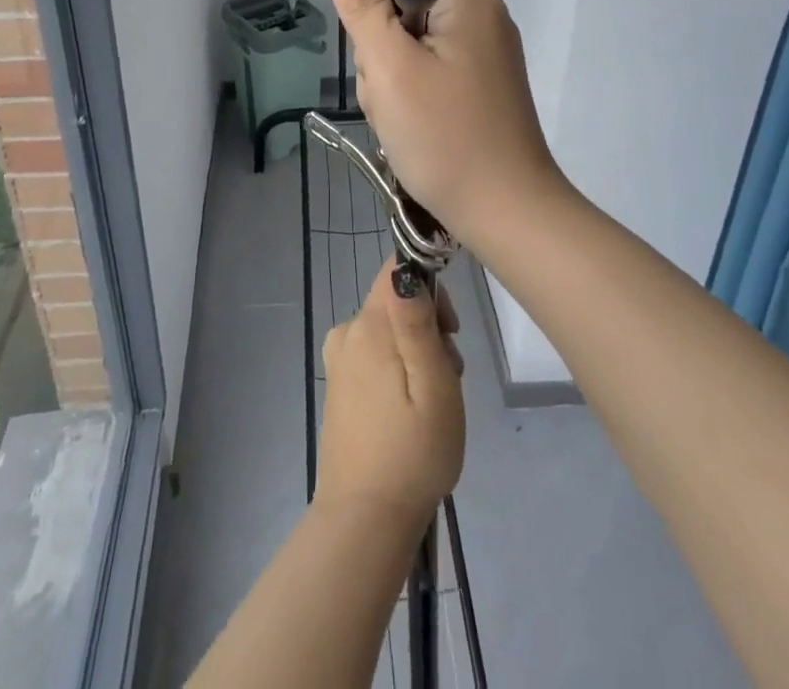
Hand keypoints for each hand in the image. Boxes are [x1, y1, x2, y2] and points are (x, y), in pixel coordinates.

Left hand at [317, 259, 465, 531]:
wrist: (365, 520)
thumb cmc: (413, 451)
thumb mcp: (433, 383)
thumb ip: (417, 321)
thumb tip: (407, 267)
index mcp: (368, 325)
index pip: (397, 269)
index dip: (429, 288)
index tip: (448, 330)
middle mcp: (347, 331)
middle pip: (395, 302)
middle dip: (428, 328)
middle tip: (448, 376)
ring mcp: (339, 359)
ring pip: (389, 330)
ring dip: (417, 353)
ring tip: (432, 402)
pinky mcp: (339, 383)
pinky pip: (376, 354)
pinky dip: (399, 370)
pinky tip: (410, 411)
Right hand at [325, 0, 563, 239]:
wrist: (505, 212)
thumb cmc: (445, 136)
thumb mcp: (392, 68)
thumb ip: (364, 9)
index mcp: (470, 1)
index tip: (374, 44)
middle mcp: (483, 19)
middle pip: (408, 7)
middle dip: (383, 47)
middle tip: (390, 91)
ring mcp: (484, 56)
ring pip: (413, 45)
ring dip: (392, 77)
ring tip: (400, 117)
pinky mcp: (479, 87)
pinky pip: (430, 73)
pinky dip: (412, 95)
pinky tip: (412, 127)